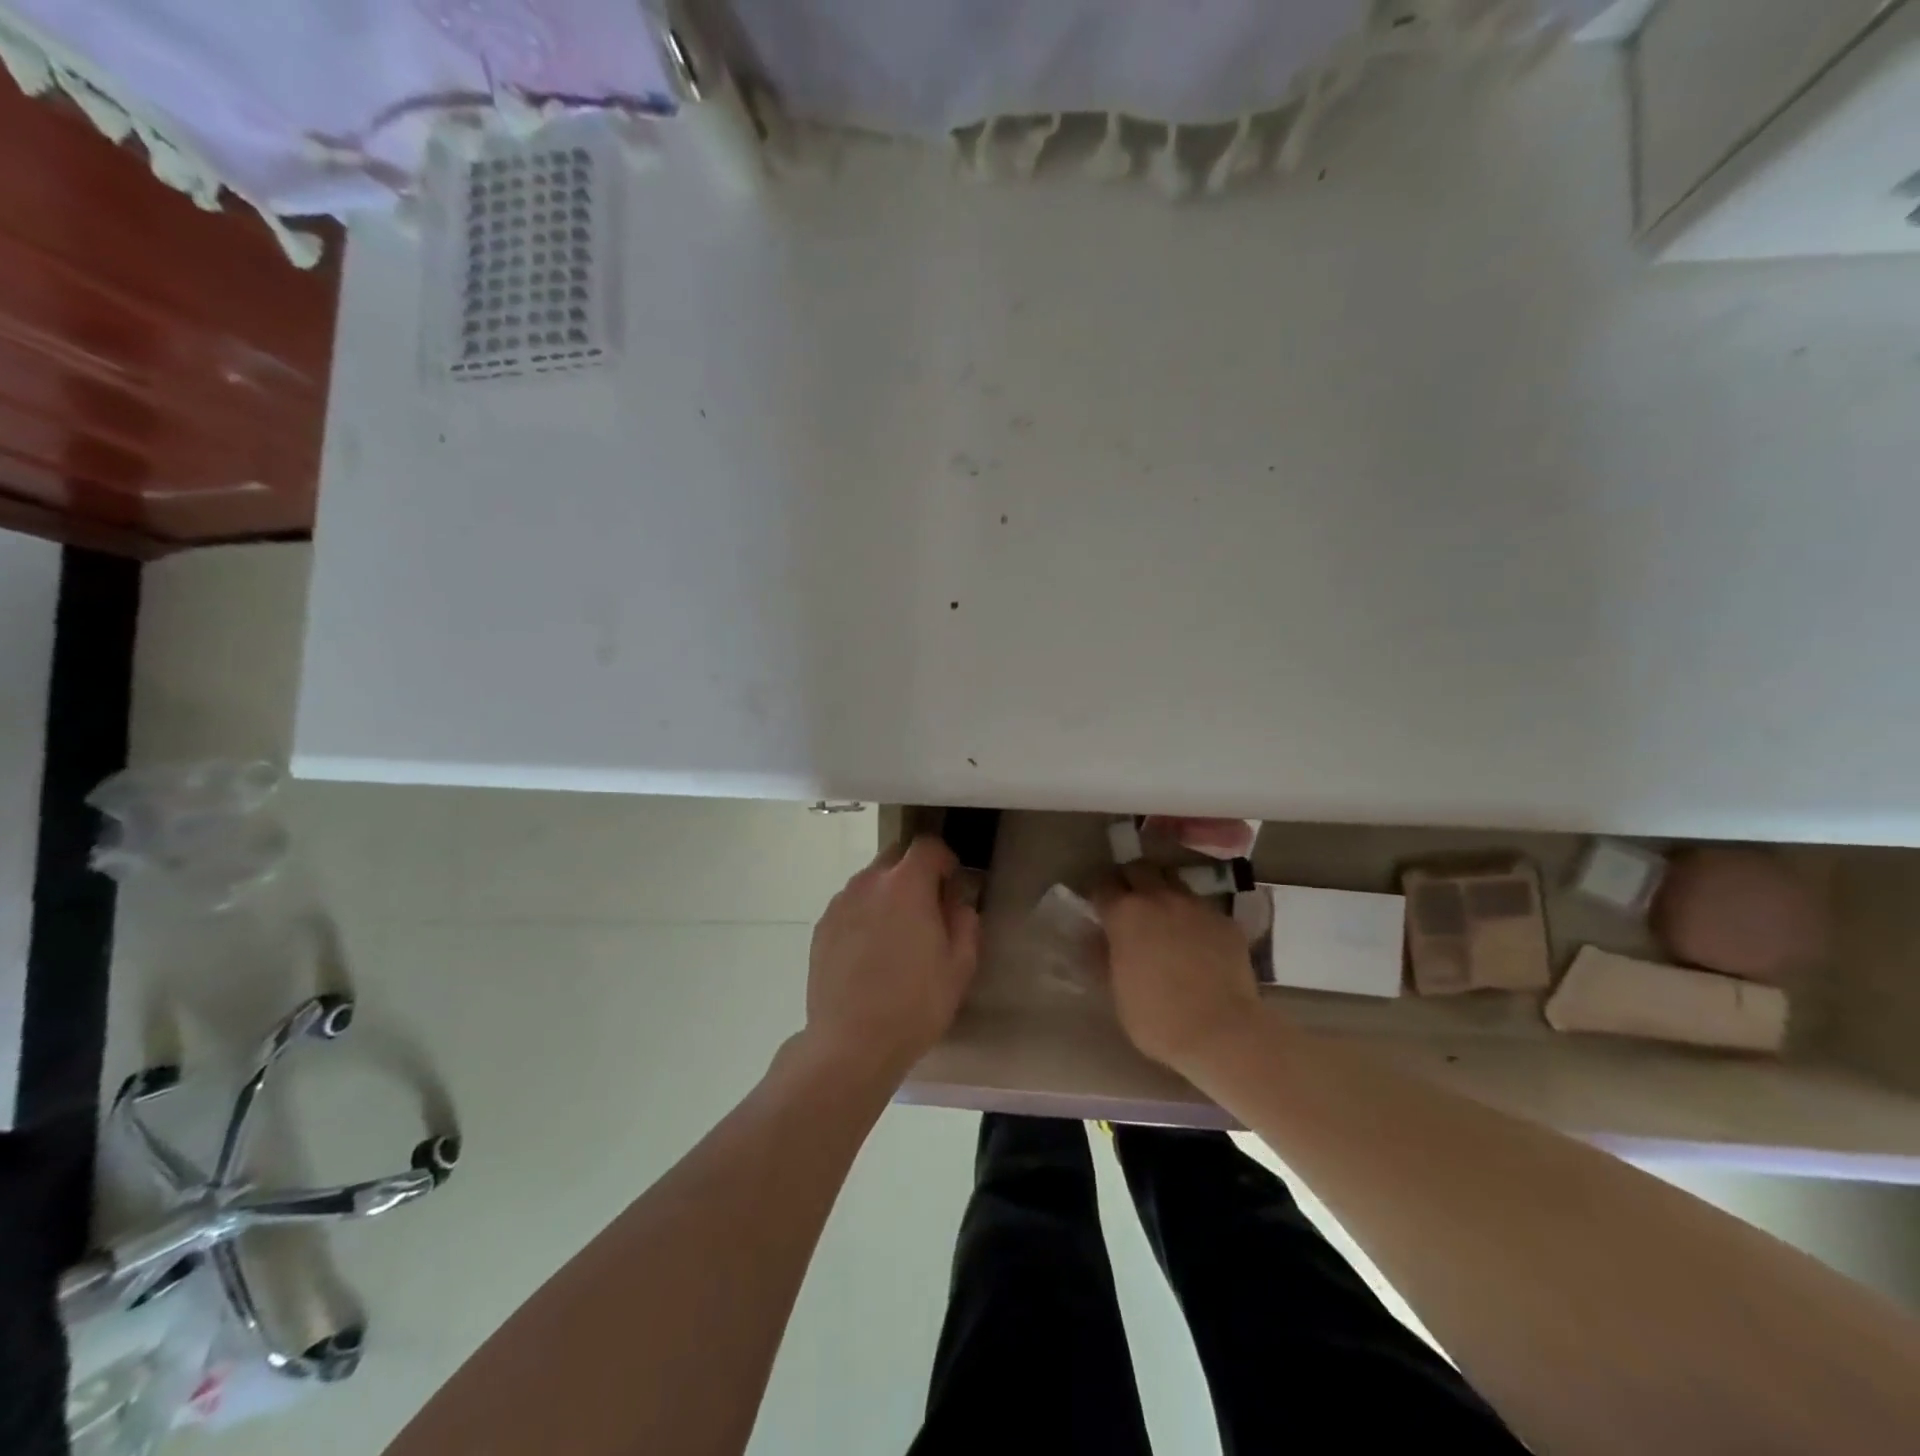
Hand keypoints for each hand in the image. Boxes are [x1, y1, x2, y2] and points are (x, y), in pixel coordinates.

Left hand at [804, 835, 980, 1081]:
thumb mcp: (959, 966)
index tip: (952, 885)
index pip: (928, 845)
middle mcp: (869, 882)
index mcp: (906, 884)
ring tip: (897, 936)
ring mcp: (840, 903)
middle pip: (895, 856)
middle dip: (914, 872)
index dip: (944, 859)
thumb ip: (964, 922)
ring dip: (888, 894)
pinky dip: (864, 915)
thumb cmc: (914, 1004)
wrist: (851, 1043)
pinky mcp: (822, 927)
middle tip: (927, 909)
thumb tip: (957, 903)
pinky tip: (870, 953)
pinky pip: (850, 906)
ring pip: (870, 881)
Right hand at [1097, 864, 1262, 1073]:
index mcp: (1125, 913)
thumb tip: (1094, 938)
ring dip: (1162, 891)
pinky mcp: (1225, 920)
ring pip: (1173, 881)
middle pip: (1139, 868)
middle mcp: (1159, 898)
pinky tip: (1196, 941)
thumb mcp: (1116, 991)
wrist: (1222, 1032)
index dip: (1098, 893)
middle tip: (1128, 902)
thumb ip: (1103, 957)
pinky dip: (1193, 916)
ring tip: (1163, 916)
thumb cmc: (1157, 1018)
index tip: (1097, 906)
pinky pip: (1202, 907)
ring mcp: (1196, 906)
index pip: (1102, 884)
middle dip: (1129, 880)